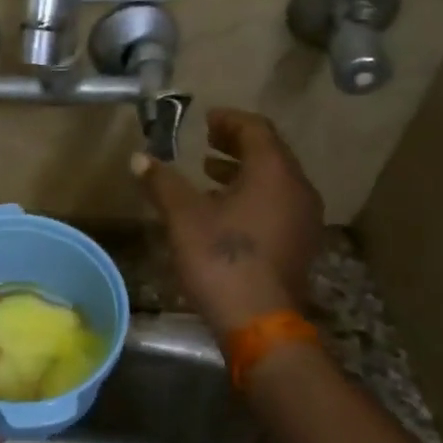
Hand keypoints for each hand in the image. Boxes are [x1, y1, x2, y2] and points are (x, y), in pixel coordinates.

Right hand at [132, 107, 324, 334]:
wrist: (259, 322)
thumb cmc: (221, 259)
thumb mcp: (183, 216)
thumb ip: (162, 182)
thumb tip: (139, 158)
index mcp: (274, 173)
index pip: (257, 130)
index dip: (230, 121)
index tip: (206, 119)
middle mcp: (298, 189)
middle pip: (270, 153)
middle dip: (237, 144)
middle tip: (207, 141)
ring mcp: (304, 219)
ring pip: (275, 181)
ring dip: (243, 172)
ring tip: (210, 174)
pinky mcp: (299, 244)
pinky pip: (278, 205)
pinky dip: (253, 196)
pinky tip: (225, 211)